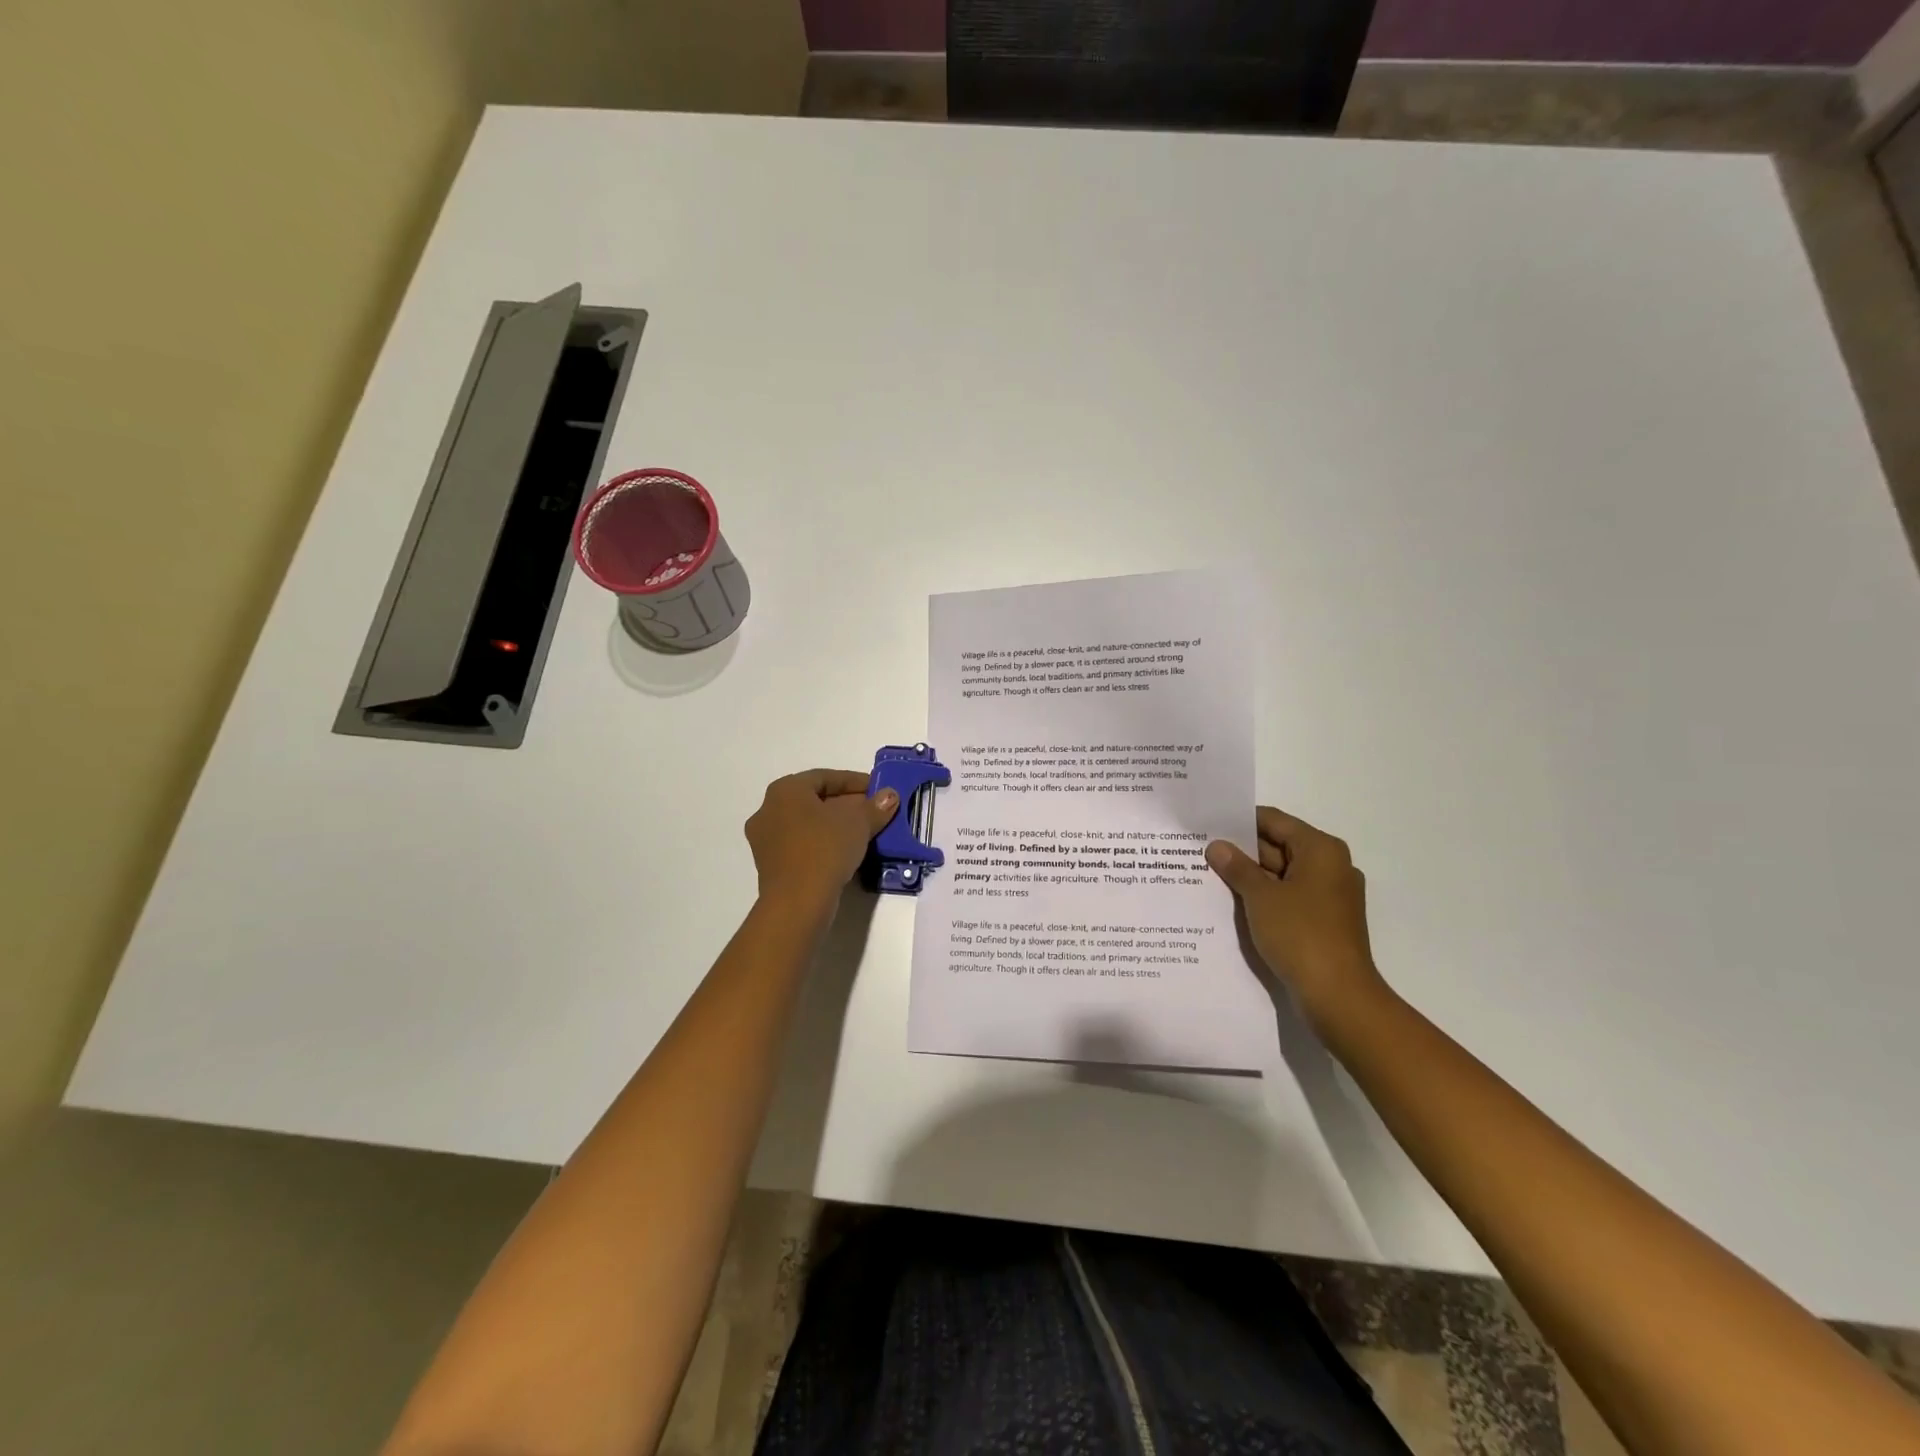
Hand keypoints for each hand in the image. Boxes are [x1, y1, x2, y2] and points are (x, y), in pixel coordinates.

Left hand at [745, 769, 898, 913]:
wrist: (797, 902)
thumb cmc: (825, 849)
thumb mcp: (858, 823)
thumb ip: (875, 806)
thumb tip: (889, 795)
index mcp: (785, 790)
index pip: (825, 777)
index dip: (855, 782)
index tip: (878, 790)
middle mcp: (768, 810)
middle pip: (814, 800)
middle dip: (846, 805)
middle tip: (873, 812)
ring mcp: (765, 840)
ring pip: (807, 824)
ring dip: (835, 826)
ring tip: (863, 834)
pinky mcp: (770, 866)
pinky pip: (801, 845)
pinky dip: (823, 844)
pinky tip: (844, 854)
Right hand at [1206, 807, 1387, 1023]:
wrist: (1338, 996)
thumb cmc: (1301, 935)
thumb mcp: (1260, 897)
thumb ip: (1237, 868)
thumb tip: (1217, 846)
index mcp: (1321, 850)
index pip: (1274, 821)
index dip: (1239, 821)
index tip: (1207, 823)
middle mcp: (1330, 866)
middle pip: (1279, 846)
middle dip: (1241, 850)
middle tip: (1200, 849)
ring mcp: (1328, 896)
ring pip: (1281, 874)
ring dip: (1250, 876)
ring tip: (1207, 873)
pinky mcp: (1323, 920)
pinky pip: (1287, 897)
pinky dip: (1263, 897)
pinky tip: (1232, 901)